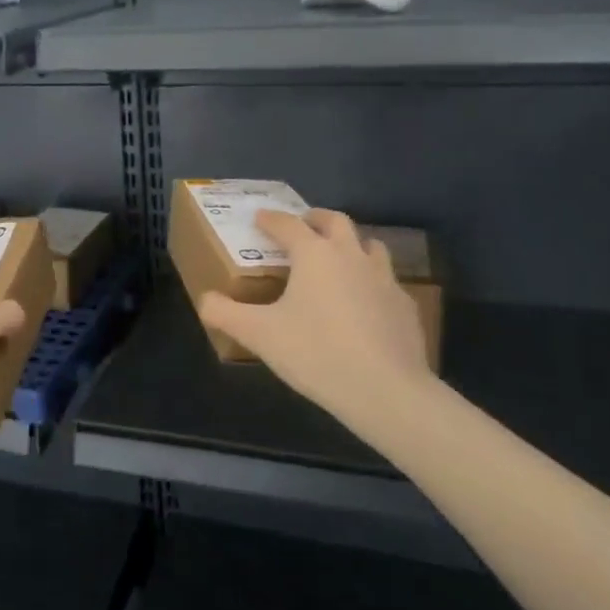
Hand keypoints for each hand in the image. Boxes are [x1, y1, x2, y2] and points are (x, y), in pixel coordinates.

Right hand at [200, 209, 432, 430]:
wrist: (387, 391)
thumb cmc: (316, 353)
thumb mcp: (260, 336)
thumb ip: (226, 313)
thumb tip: (205, 299)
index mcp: (314, 254)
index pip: (288, 224)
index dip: (270, 219)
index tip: (259, 218)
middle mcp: (351, 256)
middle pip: (335, 221)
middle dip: (315, 219)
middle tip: (302, 227)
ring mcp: (384, 279)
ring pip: (369, 245)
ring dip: (350, 245)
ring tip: (337, 260)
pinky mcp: (405, 306)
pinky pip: (386, 281)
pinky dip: (370, 281)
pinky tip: (363, 304)